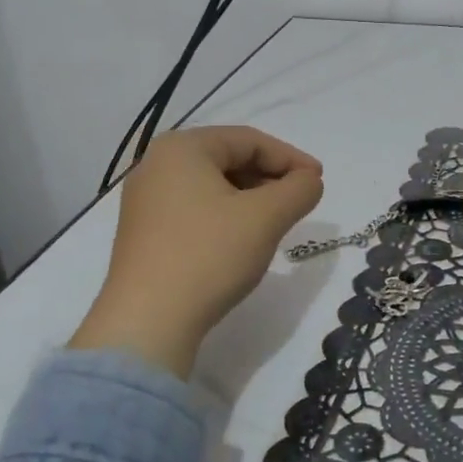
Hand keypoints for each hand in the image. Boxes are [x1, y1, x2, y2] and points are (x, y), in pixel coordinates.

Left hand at [70, 127, 322, 376]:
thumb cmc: (209, 255)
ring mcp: (145, 200)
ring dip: (250, 199)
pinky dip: (226, 216)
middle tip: (299, 202)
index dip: (290, 158)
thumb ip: (298, 190)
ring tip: (276, 223)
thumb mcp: (266, 217)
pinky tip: (242, 241)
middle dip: (269, 178)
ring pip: (212, 186)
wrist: (148, 321)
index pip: (248, 140)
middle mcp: (156, 165)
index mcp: (181, 148)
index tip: (318, 181)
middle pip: (228, 159)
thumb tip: (309, 181)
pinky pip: (195, 209)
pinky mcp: (144, 232)